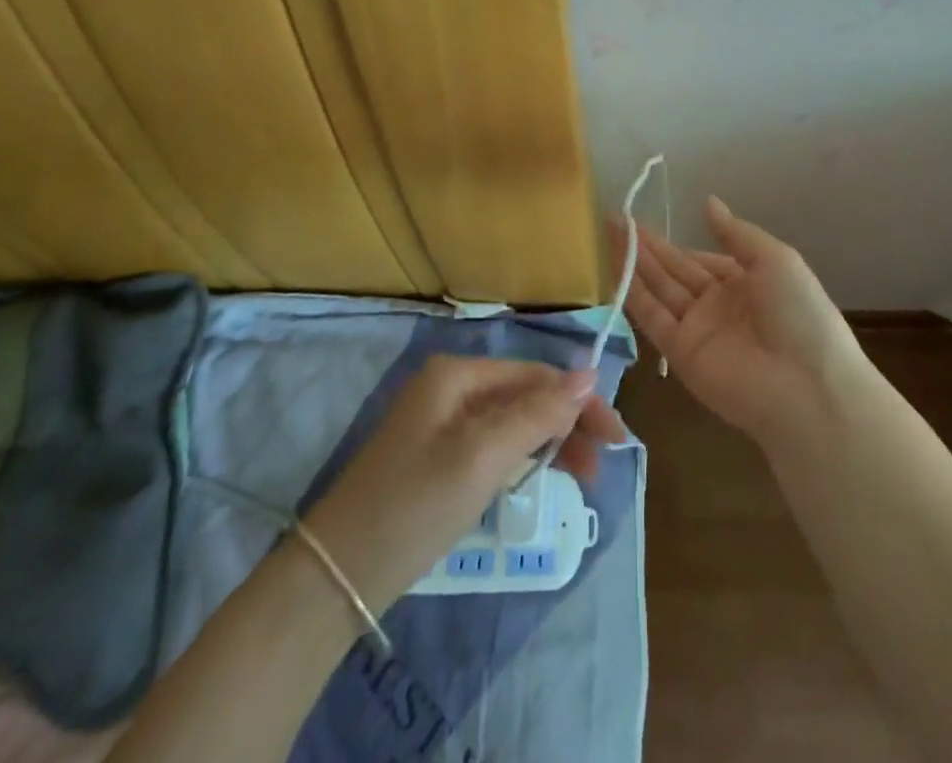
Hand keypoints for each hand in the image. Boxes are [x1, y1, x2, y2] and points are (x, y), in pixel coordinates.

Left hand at [301, 357, 624, 610]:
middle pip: (525, 394)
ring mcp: (442, 422)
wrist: (335, 578)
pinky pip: (493, 444)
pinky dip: (522, 457)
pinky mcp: (437, 457)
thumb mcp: (482, 456)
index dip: (579, 401)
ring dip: (550, 442)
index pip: (535, 374)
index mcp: (458, 374)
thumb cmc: (413, 505)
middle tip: (604, 463)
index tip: (616, 437)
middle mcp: (451, 387)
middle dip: (568, 422)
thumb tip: (589, 373)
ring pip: (512, 421)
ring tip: (584, 477)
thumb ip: (537, 413)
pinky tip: (541, 475)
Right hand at [622, 196, 865, 444]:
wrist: (808, 388)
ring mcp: (699, 330)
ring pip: (660, 289)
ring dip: (635, 262)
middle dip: (647, 246)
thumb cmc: (799, 314)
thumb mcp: (776, 260)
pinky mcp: (681, 354)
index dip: (675, 244)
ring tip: (609, 232)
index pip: (701, 260)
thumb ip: (736, 233)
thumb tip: (708, 202)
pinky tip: (615, 267)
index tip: (643, 222)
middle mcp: (719, 305)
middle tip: (614, 218)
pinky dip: (633, 294)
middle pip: (675, 271)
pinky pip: (653, 318)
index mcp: (746, 283)